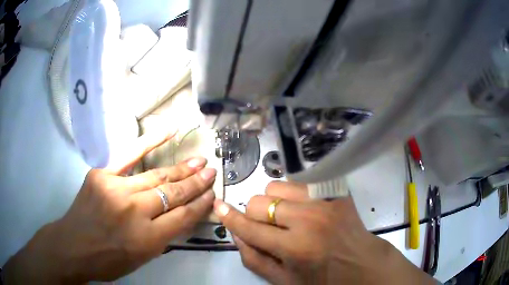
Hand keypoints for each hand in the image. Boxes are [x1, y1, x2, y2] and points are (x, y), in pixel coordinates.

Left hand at [3, 130, 217, 283]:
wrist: (73, 246)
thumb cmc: (109, 260)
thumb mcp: (143, 258)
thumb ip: (163, 236)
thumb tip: (182, 215)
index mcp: (148, 239)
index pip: (183, 216)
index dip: (200, 204)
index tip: (213, 193)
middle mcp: (135, 212)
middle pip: (172, 194)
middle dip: (195, 183)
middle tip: (212, 171)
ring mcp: (117, 189)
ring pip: (156, 176)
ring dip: (181, 169)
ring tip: (199, 161)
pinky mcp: (102, 174)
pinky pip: (129, 154)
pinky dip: (151, 141)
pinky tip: (170, 130)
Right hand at [214, 181, 435, 284]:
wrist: (362, 265)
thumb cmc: (323, 280)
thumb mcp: (284, 281)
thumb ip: (254, 259)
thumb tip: (236, 233)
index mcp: (295, 248)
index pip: (250, 227)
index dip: (230, 218)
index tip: (219, 207)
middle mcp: (308, 220)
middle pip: (259, 201)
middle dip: (256, 215)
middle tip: (270, 228)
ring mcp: (325, 202)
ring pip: (277, 186)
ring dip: (275, 202)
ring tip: (287, 217)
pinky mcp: (336, 192)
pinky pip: (301, 182)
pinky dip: (294, 195)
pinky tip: (305, 210)